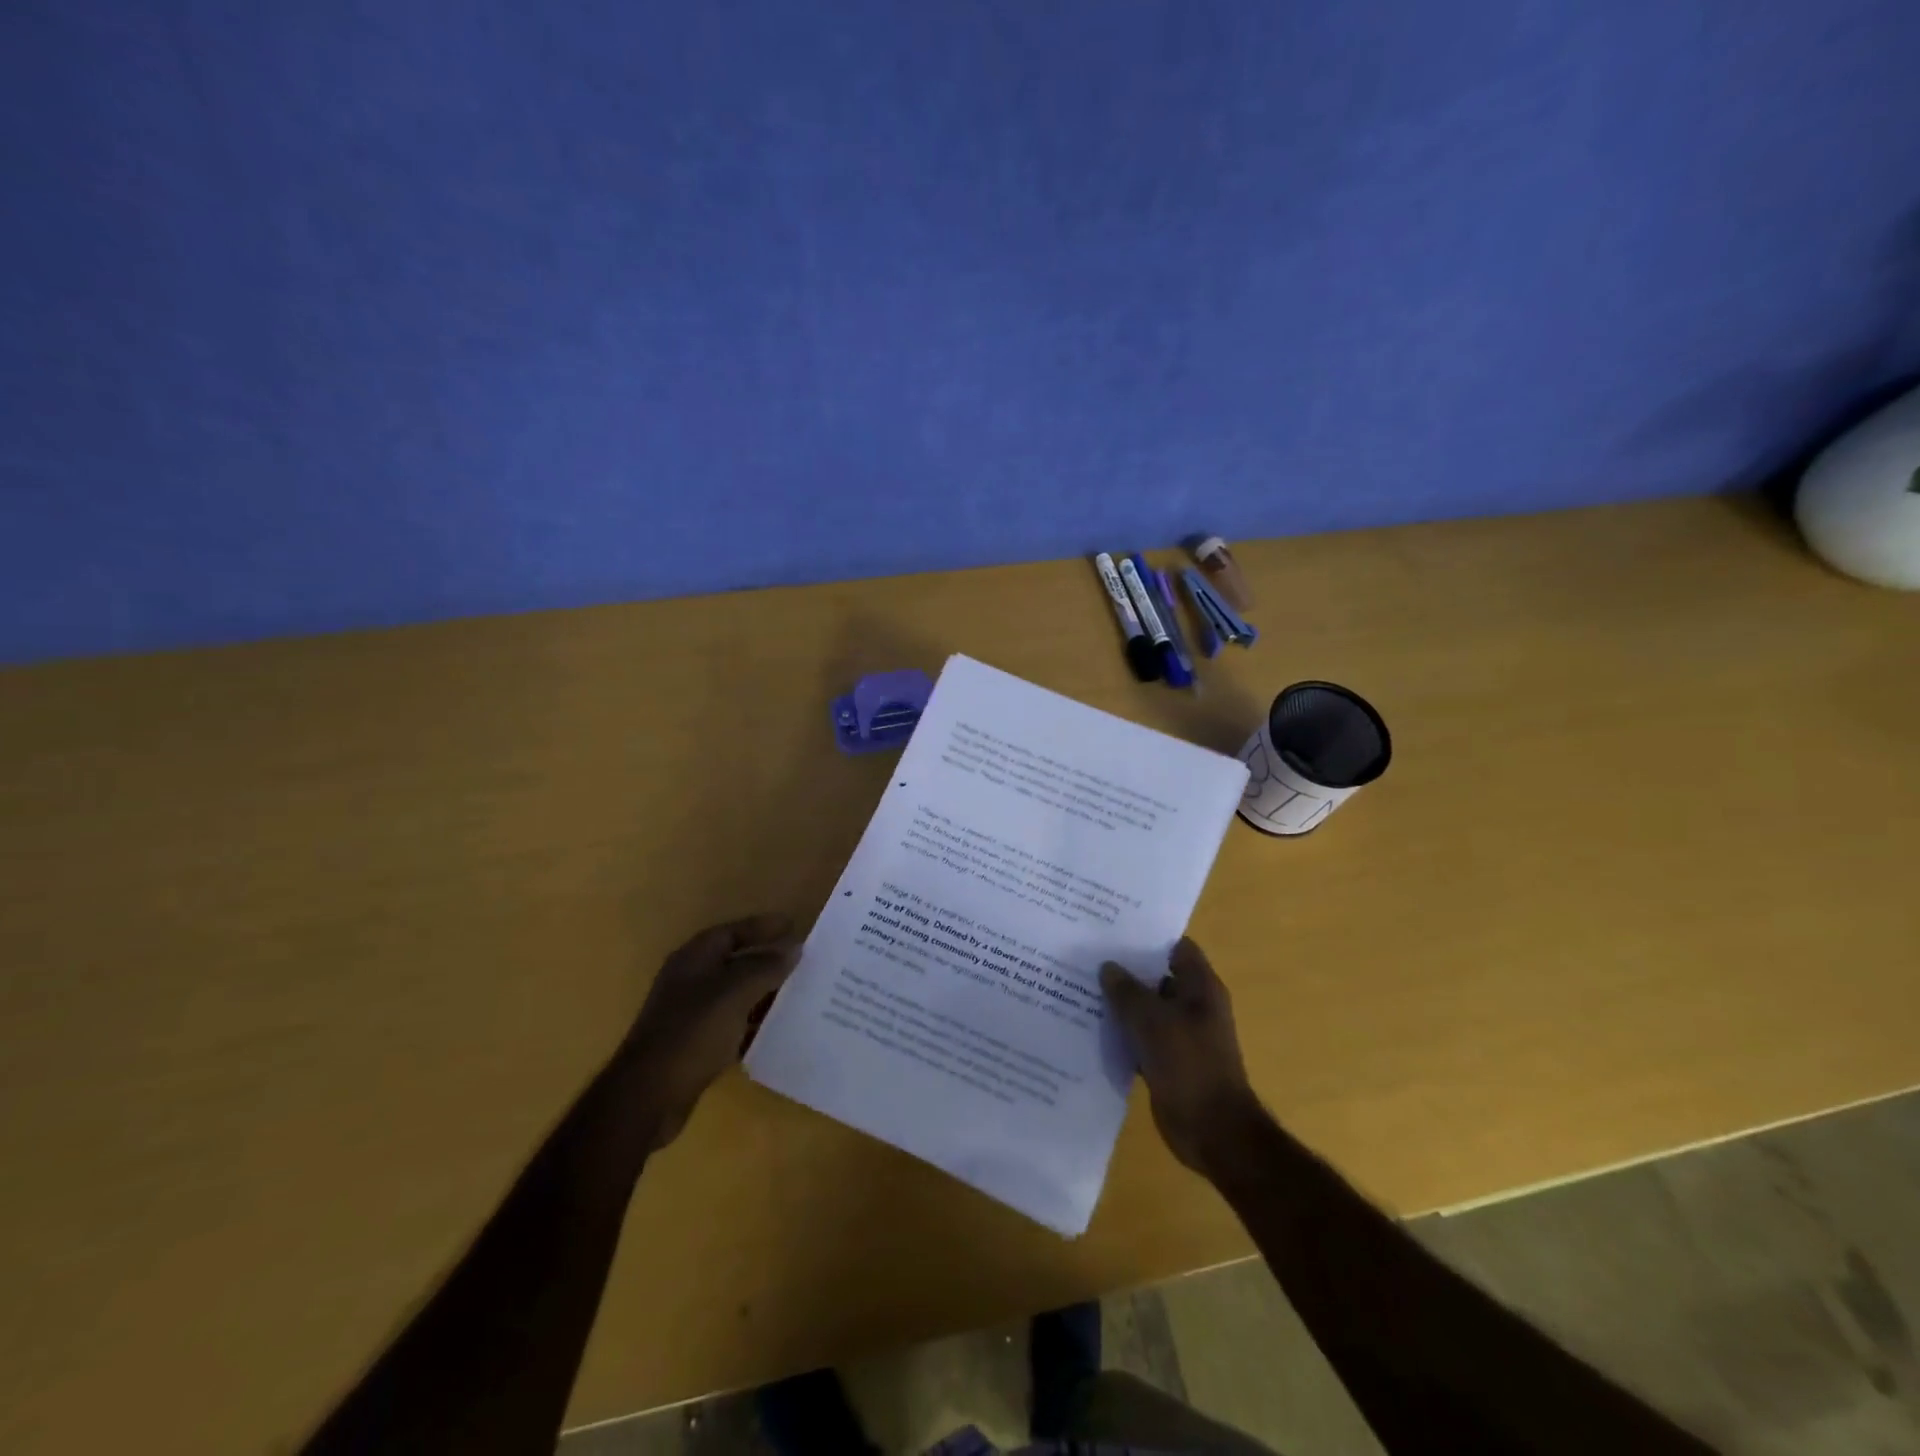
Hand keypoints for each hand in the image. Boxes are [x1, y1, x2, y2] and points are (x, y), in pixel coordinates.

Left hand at [617, 914, 800, 1146]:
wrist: (649, 1096)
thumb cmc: (692, 1031)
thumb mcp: (735, 992)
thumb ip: (766, 966)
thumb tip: (794, 947)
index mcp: (695, 958)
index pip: (733, 931)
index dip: (763, 927)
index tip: (795, 927)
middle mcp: (690, 980)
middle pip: (735, 962)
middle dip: (768, 961)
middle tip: (804, 963)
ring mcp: (690, 1014)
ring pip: (736, 995)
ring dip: (764, 994)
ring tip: (800, 996)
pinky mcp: (695, 1045)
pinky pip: (732, 1025)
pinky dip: (753, 1025)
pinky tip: (777, 1032)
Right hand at [1101, 937, 1262, 1175]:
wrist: (1212, 1130)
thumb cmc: (1188, 1064)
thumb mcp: (1152, 1020)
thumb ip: (1127, 991)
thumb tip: (1108, 966)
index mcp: (1201, 988)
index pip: (1176, 947)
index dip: (1148, 937)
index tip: (1113, 930)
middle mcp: (1195, 1006)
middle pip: (1159, 976)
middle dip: (1128, 969)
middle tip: (1089, 956)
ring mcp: (1183, 1035)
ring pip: (1148, 1009)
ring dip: (1122, 1003)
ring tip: (1082, 987)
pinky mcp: (1170, 1061)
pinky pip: (1143, 1038)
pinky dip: (1123, 1033)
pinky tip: (1093, 1027)